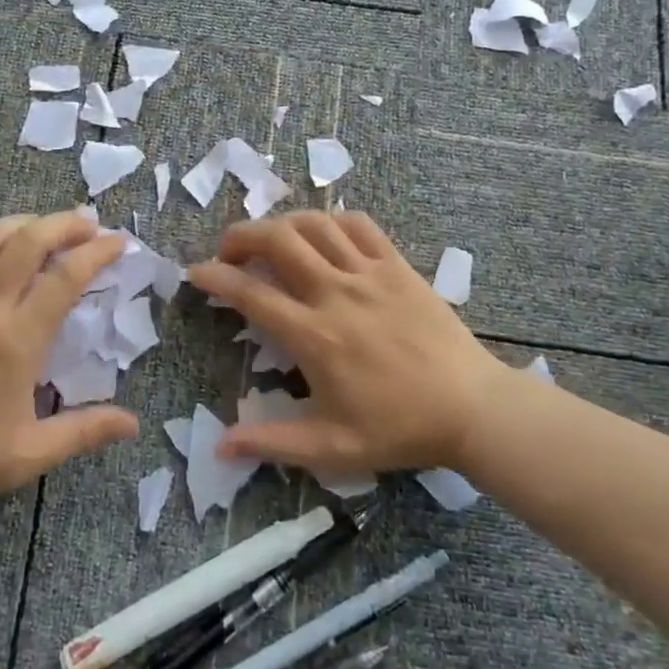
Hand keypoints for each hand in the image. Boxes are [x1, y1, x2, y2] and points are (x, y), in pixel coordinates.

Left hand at [0, 211, 138, 501]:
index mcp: (17, 341)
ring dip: (27, 222)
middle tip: (89, 224)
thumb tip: (134, 424)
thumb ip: (85, 432)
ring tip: (49, 227)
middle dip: (65, 223)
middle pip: (29, 240)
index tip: (118, 242)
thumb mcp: (30, 454)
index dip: (96, 252)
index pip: (65, 278)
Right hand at [189, 212, 534, 479]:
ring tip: (271, 241)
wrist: (473, 409)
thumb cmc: (400, 429)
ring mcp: (369, 274)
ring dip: (282, 225)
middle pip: (277, 240)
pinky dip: (332, 221)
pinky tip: (323, 236)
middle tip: (229, 252)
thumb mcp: (332, 447)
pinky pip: (359, 225)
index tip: (196, 272)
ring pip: (314, 224)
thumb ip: (272, 442)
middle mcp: (336, 293)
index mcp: (314, 336)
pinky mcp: (398, 266)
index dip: (215, 277)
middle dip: (241, 235)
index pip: (251, 293)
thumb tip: (219, 445)